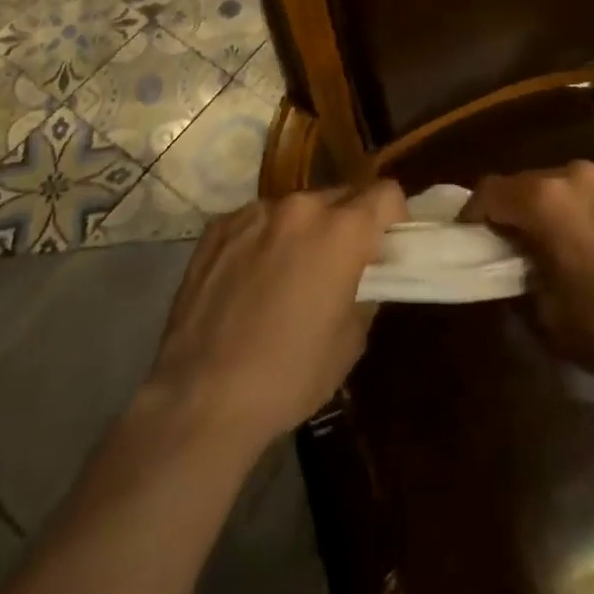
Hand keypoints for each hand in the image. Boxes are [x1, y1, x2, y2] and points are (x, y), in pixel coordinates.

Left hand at [143, 183, 405, 448]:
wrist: (199, 400)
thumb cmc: (289, 377)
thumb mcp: (351, 341)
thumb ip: (367, 290)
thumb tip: (364, 274)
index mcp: (342, 229)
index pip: (387, 193)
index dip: (393, 219)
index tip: (385, 248)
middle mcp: (301, 206)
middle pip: (341, 196)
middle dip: (347, 224)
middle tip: (338, 266)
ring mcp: (255, 213)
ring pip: (296, 208)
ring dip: (303, 231)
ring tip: (286, 276)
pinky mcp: (218, 227)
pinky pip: (257, 222)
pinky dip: (264, 240)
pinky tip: (248, 281)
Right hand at [464, 162, 593, 386]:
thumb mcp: (550, 316)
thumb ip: (524, 283)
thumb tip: (522, 272)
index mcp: (544, 199)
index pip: (489, 190)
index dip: (473, 213)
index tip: (470, 237)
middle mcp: (576, 175)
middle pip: (530, 184)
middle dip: (517, 211)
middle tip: (517, 247)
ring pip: (569, 187)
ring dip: (558, 210)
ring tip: (567, 247)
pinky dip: (592, 213)